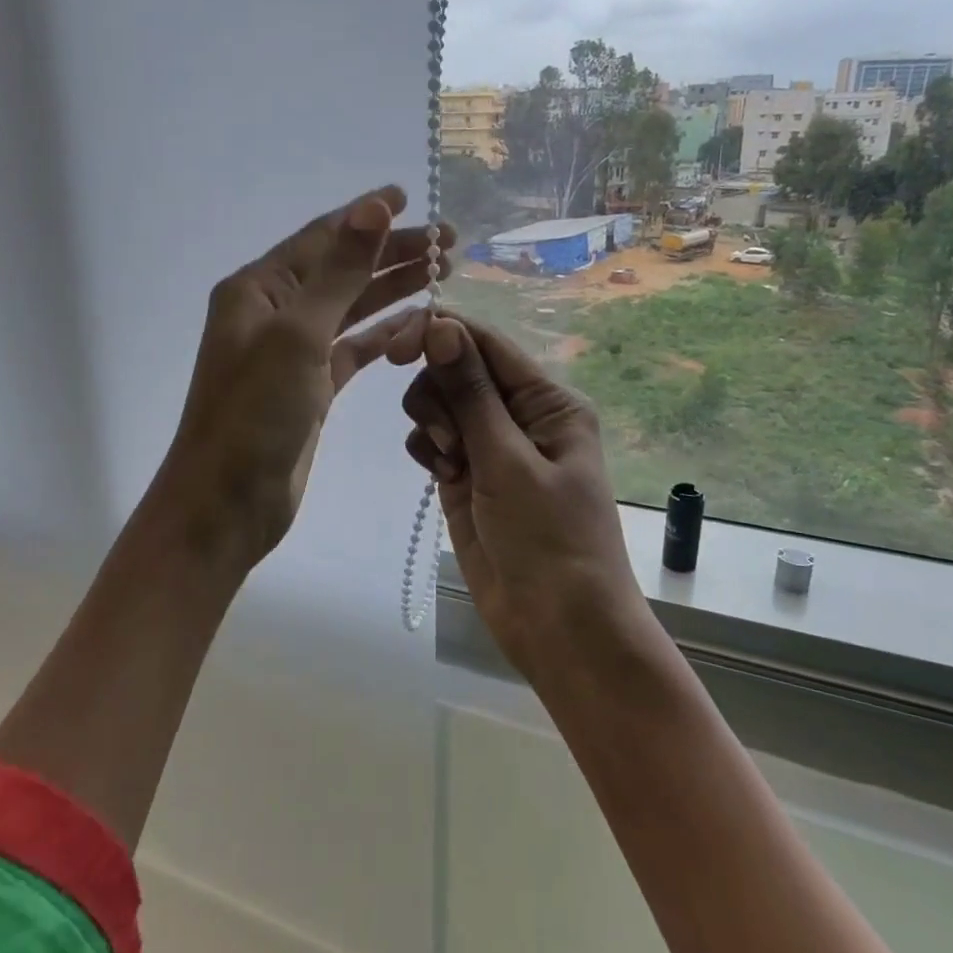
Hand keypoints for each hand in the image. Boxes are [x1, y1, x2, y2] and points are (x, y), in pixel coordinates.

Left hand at [153, 187, 452, 573]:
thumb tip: (373, 206)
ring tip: (442, 274)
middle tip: (448, 243)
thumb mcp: (297, 334)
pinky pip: (353, 348)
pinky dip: (383, 334)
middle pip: (342, 270)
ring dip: (392, 289)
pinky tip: (416, 322)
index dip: (366, 216)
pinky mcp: (312, 388)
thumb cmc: (254, 413)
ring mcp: (293, 352)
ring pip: (351, 308)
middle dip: (391, 253)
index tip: (410, 198)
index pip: (321, 238)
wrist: (226, 502)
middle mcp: (274, 313)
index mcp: (259, 289)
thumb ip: (340, 272)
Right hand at [391, 312, 645, 673]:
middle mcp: (520, 414)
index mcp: (547, 400)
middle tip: (449, 439)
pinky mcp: (466, 475)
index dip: (439, 334)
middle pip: (455, 368)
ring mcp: (491, 446)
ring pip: (439, 402)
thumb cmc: (549, 540)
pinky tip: (441, 475)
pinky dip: (427, 448)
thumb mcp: (509, 462)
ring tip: (449, 463)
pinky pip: (432, 439)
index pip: (486, 342)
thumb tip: (441, 325)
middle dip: (438, 392)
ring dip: (432, 422)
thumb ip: (471, 393)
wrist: (558, 626)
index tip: (394, 350)